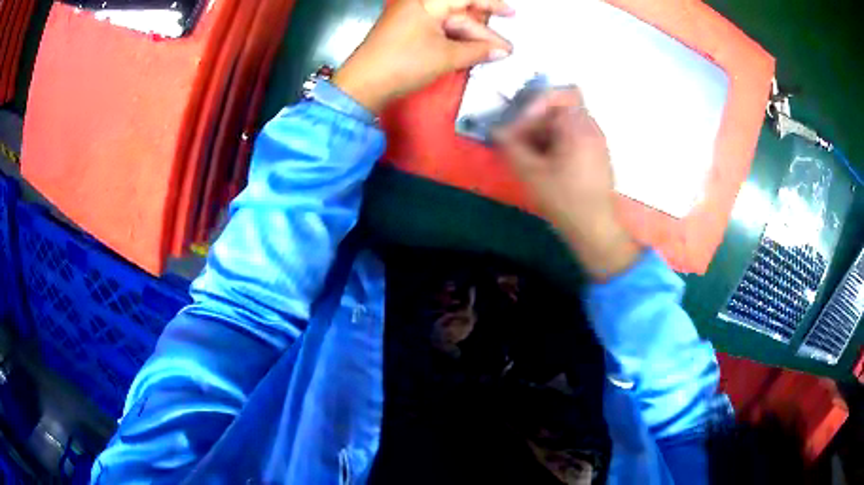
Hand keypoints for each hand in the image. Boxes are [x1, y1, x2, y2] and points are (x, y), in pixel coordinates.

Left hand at [333, 0, 513, 112]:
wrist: (363, 84)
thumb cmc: (404, 64)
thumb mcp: (446, 57)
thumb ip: (478, 51)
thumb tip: (503, 51)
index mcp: (428, 2)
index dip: (492, 4)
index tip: (512, 14)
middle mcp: (420, 4)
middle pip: (459, 13)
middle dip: (483, 33)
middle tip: (505, 50)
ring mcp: (411, 17)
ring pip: (450, 24)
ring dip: (471, 39)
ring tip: (493, 56)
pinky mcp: (406, 30)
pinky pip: (437, 30)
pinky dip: (454, 41)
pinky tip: (470, 53)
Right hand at [494, 88, 640, 281]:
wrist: (595, 228)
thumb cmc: (564, 199)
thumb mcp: (530, 172)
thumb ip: (510, 146)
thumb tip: (496, 130)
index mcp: (579, 127)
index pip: (559, 94)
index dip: (535, 103)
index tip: (521, 123)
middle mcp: (592, 129)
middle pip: (560, 109)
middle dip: (536, 121)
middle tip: (519, 141)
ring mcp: (597, 143)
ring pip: (566, 125)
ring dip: (544, 133)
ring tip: (529, 155)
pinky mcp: (597, 157)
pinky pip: (574, 138)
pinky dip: (556, 143)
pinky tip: (545, 165)